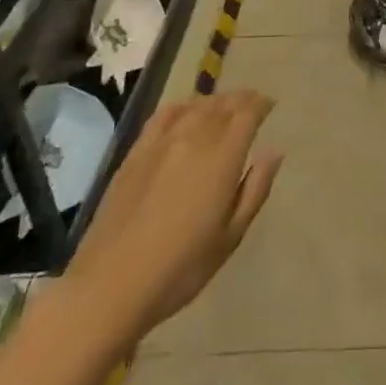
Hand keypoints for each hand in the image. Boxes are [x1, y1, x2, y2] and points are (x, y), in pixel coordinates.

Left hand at [53, 91, 283, 360]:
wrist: (111, 284)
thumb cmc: (182, 266)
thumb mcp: (231, 236)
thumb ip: (255, 189)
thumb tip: (274, 152)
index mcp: (222, 157)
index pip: (247, 114)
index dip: (261, 104)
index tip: (270, 105)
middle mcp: (193, 138)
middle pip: (222, 104)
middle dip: (241, 99)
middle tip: (252, 103)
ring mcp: (161, 143)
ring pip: (195, 106)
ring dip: (214, 101)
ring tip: (224, 106)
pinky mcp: (135, 153)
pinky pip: (163, 116)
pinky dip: (182, 107)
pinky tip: (185, 112)